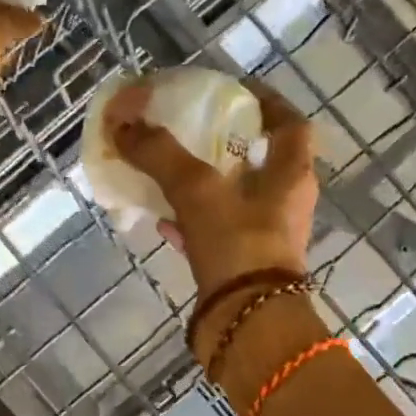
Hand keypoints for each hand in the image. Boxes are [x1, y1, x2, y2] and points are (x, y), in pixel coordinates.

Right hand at [105, 78, 318, 295]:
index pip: (292, 124)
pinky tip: (161, 218)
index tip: (236, 91)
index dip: (268, 102)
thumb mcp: (197, 190)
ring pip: (235, 199)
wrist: (246, 323)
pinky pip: (216, 233)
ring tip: (169, 170)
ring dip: (205, 183)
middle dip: (228, 144)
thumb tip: (123, 124)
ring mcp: (265, 237)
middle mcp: (285, 204)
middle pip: (260, 161)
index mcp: (290, 175)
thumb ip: (161, 154)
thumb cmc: (237, 244)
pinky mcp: (242, 266)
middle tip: (193, 129)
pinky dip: (191, 221)